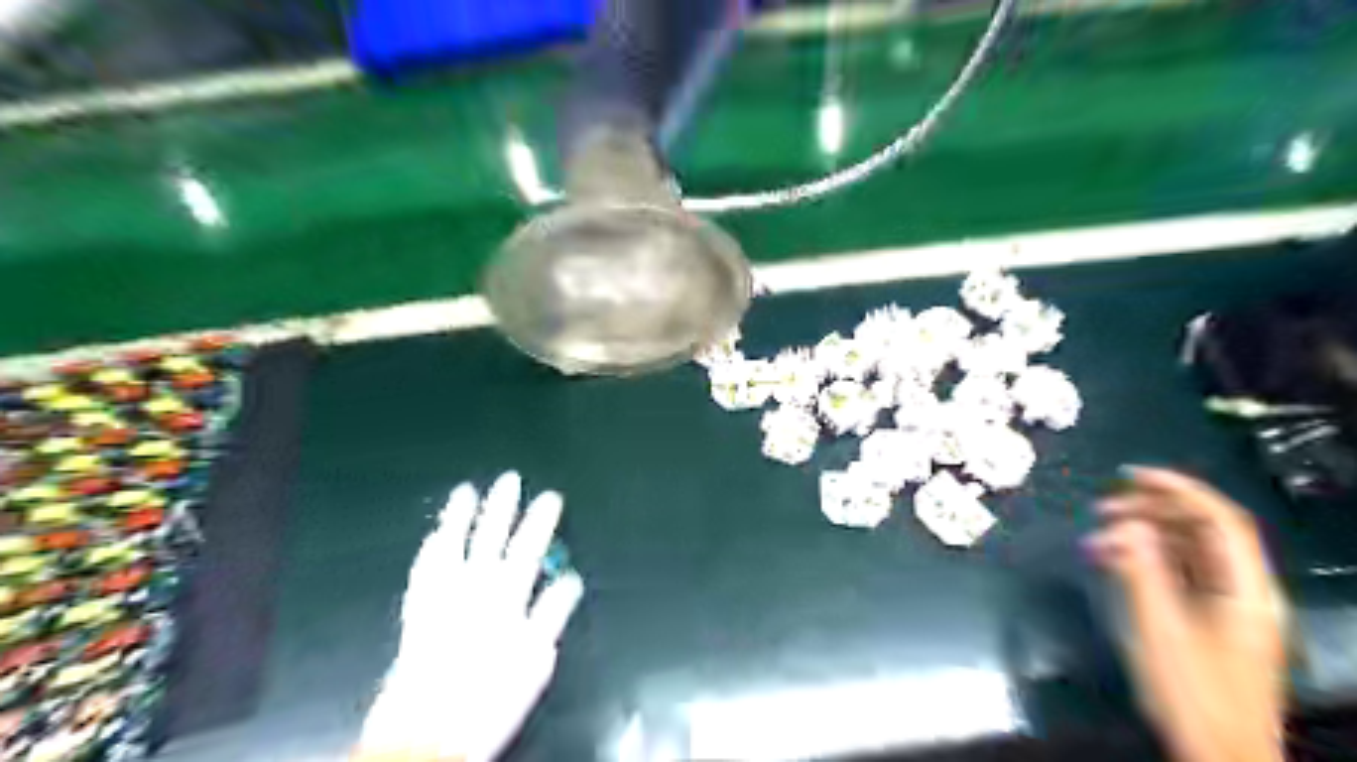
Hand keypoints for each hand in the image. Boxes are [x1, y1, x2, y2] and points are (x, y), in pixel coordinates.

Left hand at [354, 472, 582, 759]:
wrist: (429, 730)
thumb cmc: (490, 697)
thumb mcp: (535, 660)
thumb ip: (551, 614)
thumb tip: (570, 581)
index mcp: (506, 597)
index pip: (530, 548)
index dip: (541, 520)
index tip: (551, 497)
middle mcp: (473, 588)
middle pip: (491, 537)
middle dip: (503, 506)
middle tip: (510, 478)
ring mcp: (441, 595)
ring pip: (453, 544)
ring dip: (461, 517)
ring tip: (466, 491)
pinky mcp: (417, 609)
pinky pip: (423, 569)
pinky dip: (430, 548)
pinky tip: (435, 533)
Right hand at [1090, 469, 1285, 760]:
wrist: (1219, 753)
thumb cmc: (1191, 692)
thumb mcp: (1159, 629)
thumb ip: (1142, 570)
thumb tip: (1125, 525)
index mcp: (1245, 589)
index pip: (1220, 519)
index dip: (1178, 488)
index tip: (1130, 474)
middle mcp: (1244, 590)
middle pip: (1203, 530)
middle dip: (1151, 511)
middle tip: (1101, 509)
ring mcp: (1230, 605)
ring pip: (1188, 550)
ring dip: (1143, 536)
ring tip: (1097, 539)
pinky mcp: (1212, 618)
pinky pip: (1180, 572)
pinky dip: (1147, 559)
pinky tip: (1112, 561)